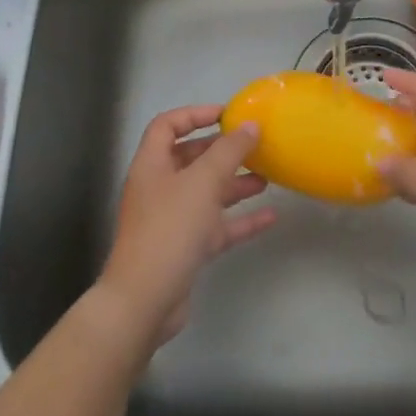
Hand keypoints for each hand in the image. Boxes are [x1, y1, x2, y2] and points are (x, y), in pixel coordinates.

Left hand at [97, 106, 277, 344]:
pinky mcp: (184, 249)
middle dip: (222, 151)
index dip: (195, 114)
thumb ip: (229, 151)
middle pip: (190, 158)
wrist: (144, 301)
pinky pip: (216, 226)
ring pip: (206, 193)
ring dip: (234, 184)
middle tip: (254, 146)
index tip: (228, 115)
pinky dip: (240, 220)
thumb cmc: (170, 230)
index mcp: (152, 165)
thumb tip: (251, 125)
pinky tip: (270, 217)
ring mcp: (171, 220)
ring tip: (268, 177)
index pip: (168, 125)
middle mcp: (159, 188)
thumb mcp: (203, 182)